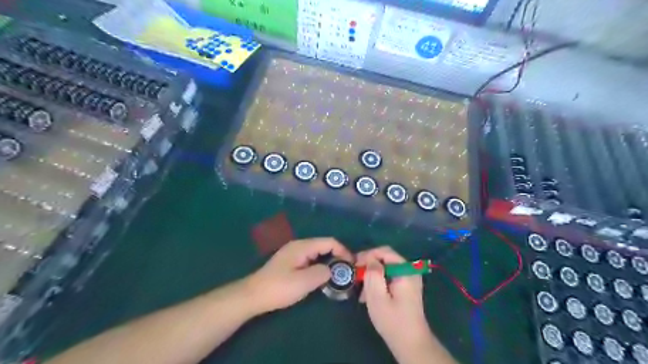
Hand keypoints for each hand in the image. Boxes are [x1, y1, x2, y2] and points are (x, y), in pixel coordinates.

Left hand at [246, 237, 352, 313]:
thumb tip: (332, 270)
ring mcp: (293, 253)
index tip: (352, 265)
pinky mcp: (290, 262)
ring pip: (317, 253)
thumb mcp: (304, 282)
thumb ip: (322, 272)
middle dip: (337, 256)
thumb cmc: (279, 288)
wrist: (253, 295)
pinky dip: (319, 265)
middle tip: (346, 271)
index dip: (343, 251)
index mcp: (302, 246)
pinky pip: (310, 259)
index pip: (329, 242)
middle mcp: (299, 246)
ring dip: (328, 261)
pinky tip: (321, 277)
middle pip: (324, 245)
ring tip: (337, 275)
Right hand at [357, 245, 437, 362]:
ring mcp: (410, 278)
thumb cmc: (393, 321)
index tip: (354, 265)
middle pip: (386, 258)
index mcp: (405, 270)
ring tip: (362, 292)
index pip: (384, 251)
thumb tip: (370, 259)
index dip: (368, 255)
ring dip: (372, 276)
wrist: (411, 344)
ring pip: (386, 268)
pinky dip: (379, 282)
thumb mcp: (377, 297)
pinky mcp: (407, 286)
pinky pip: (390, 276)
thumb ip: (373, 273)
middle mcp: (410, 270)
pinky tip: (370, 295)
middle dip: (369, 266)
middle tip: (356, 277)